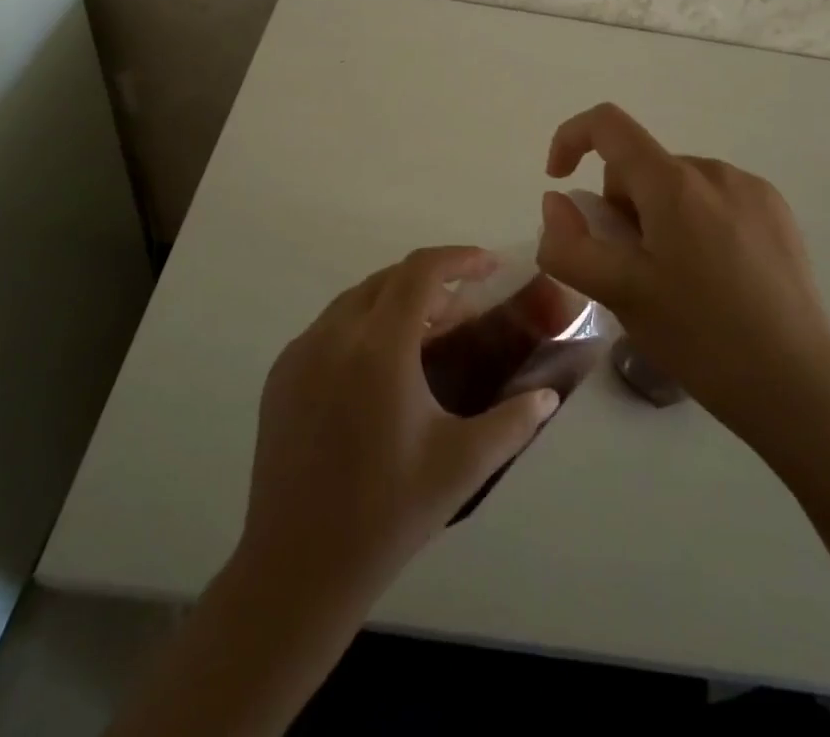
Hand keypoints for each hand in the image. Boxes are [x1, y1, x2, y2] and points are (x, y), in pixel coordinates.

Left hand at [238, 245, 559, 606]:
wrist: (297, 569)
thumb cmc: (388, 513)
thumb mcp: (462, 465)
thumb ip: (513, 422)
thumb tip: (548, 395)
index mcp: (379, 348)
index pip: (421, 272)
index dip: (459, 259)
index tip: (490, 266)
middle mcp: (334, 335)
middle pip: (389, 279)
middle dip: (432, 283)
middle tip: (465, 312)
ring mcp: (300, 352)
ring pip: (357, 300)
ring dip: (397, 302)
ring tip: (428, 337)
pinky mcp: (281, 374)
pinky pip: (329, 327)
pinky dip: (363, 325)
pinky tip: (382, 367)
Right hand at [535, 103, 829, 448]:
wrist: (798, 386)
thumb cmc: (700, 337)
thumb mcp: (619, 295)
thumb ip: (570, 244)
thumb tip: (557, 202)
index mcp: (674, 183)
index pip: (608, 125)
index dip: (571, 139)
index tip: (559, 182)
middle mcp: (714, 171)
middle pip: (642, 166)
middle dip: (621, 206)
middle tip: (630, 269)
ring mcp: (752, 189)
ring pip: (677, 185)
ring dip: (658, 217)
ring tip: (675, 281)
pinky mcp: (778, 213)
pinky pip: (715, 199)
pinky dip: (696, 223)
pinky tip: (714, 279)